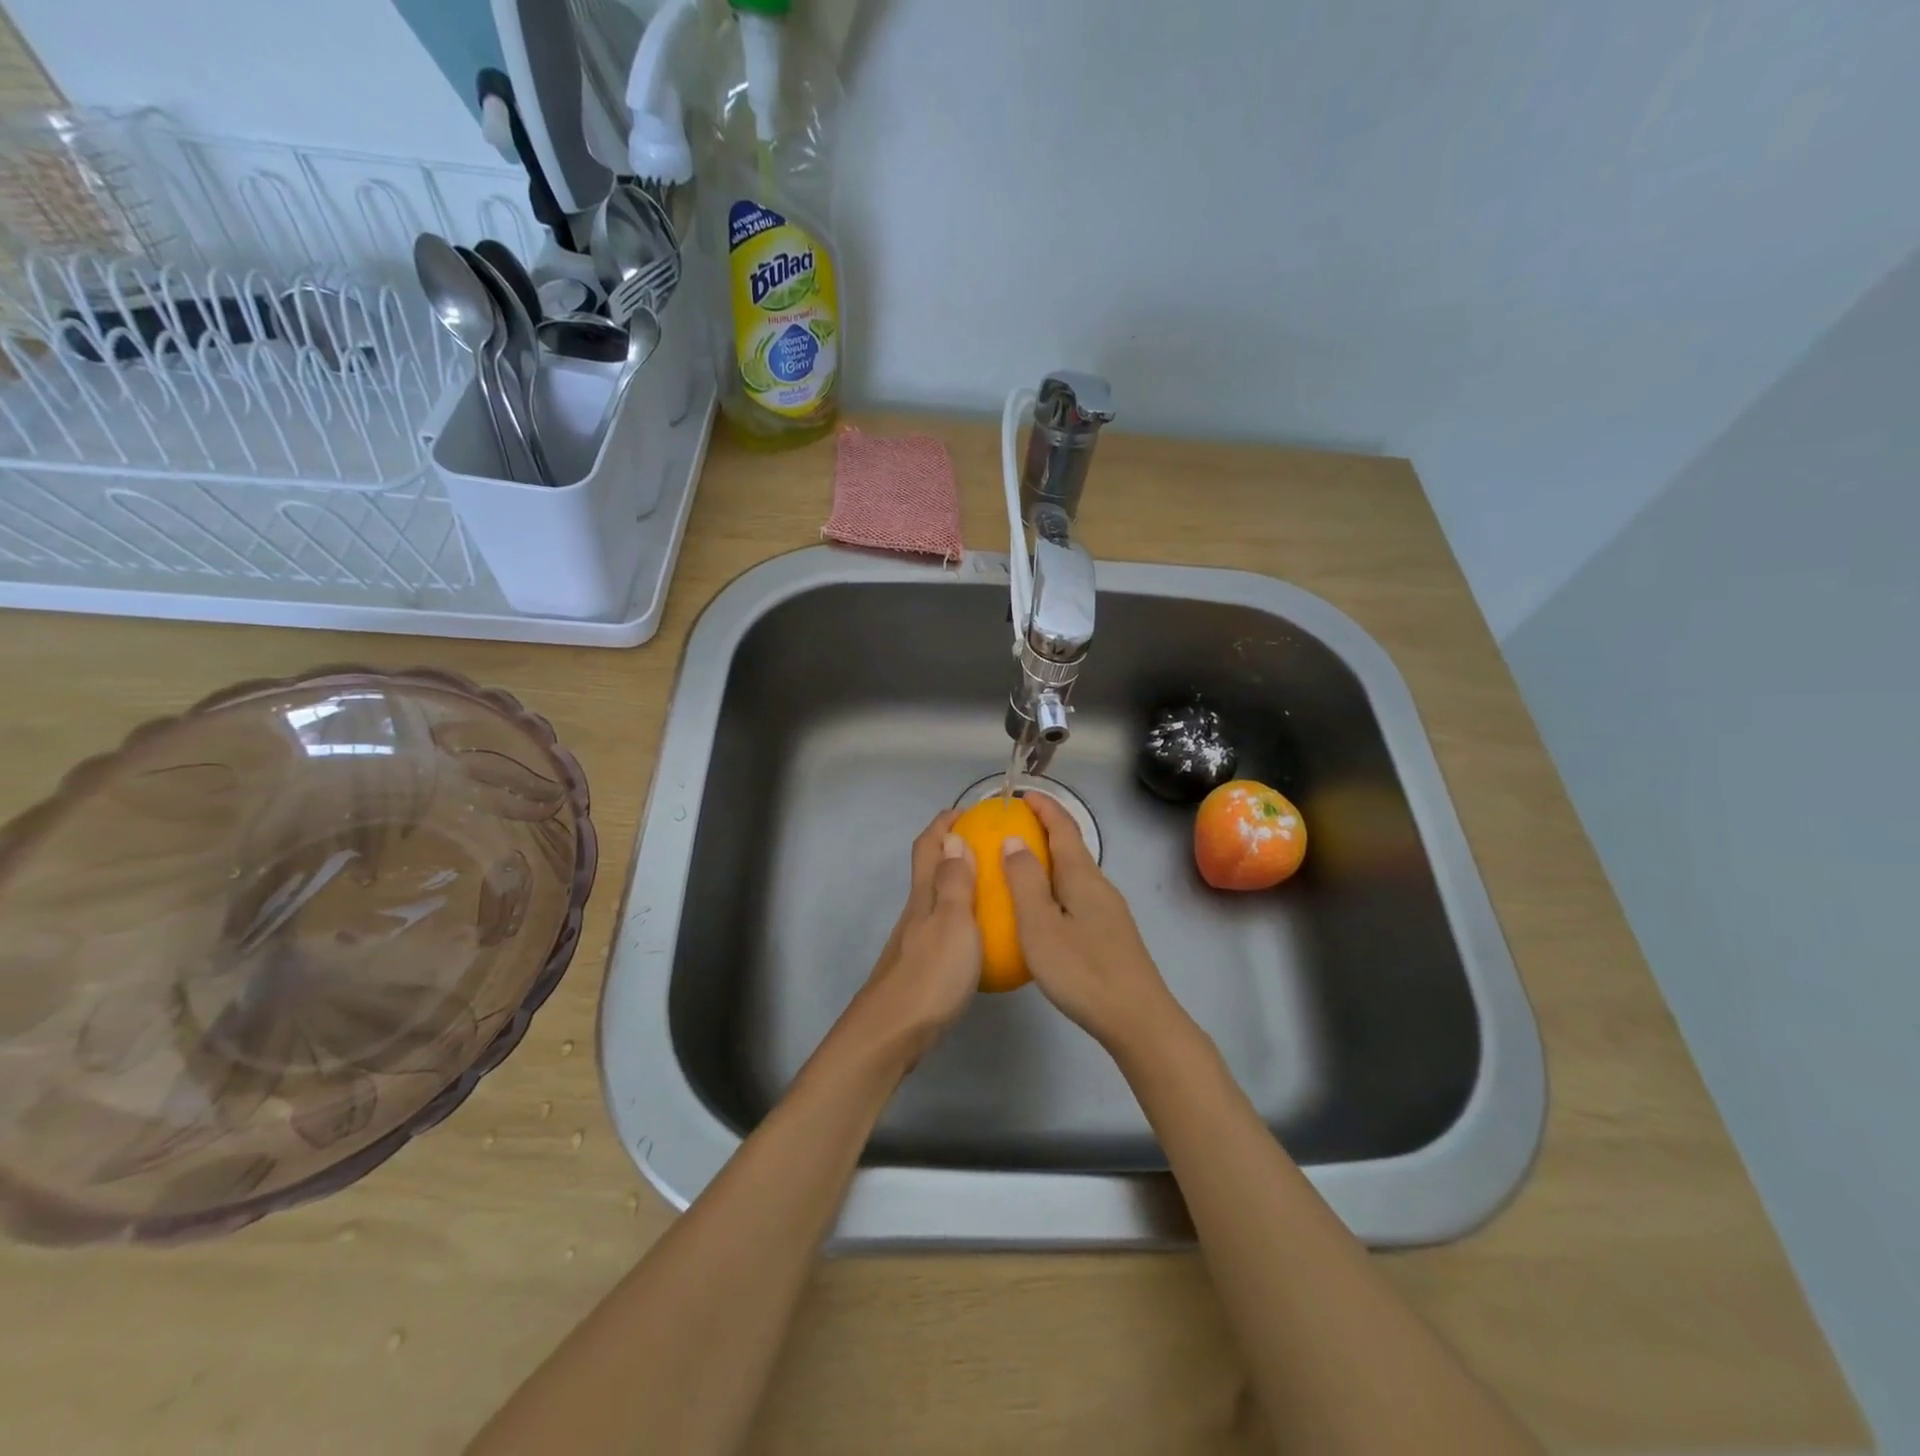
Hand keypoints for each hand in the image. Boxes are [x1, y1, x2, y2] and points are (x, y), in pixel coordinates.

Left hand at [840, 810, 980, 1068]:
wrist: (893, 1034)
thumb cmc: (930, 974)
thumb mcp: (953, 922)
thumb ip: (955, 882)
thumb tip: (953, 838)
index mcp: (923, 895)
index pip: (928, 846)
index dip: (944, 824)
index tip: (969, 812)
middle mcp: (916, 911)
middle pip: (929, 869)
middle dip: (953, 849)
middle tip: (990, 847)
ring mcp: (914, 940)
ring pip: (936, 899)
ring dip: (959, 883)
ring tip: (994, 887)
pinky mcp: (919, 966)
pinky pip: (943, 928)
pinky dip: (962, 918)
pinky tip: (982, 937)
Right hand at [1001, 793, 1180, 1053]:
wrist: (1137, 1018)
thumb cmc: (1083, 970)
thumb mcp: (1041, 926)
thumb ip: (1025, 881)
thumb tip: (1014, 840)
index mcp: (1082, 876)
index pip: (1063, 827)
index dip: (1044, 807)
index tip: (1022, 794)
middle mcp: (1099, 885)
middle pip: (1072, 847)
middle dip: (1044, 830)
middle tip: (1011, 829)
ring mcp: (1108, 910)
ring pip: (1075, 873)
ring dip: (1049, 860)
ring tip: (1019, 866)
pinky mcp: (1110, 933)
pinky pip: (1077, 895)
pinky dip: (1055, 886)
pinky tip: (1042, 910)